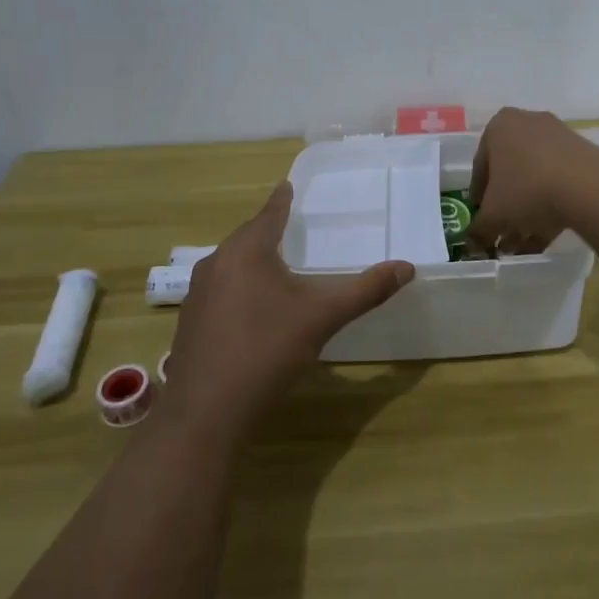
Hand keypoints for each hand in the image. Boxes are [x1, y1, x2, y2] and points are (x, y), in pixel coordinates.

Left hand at [163, 183, 413, 436]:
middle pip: (246, 238)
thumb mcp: (323, 317)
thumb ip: (365, 290)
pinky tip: (253, 309)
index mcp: (246, 251)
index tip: (287, 185)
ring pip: (230, 265)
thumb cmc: (267, 350)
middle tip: (290, 226)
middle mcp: (216, 264)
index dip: (282, 200)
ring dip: (252, 261)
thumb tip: (407, 267)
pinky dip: (240, 288)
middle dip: (267, 230)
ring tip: (276, 264)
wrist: (206, 413)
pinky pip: (220, 290)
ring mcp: (198, 295)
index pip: (269, 214)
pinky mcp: (190, 324)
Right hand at [469, 107, 598, 254]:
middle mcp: (528, 123)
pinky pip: (559, 181)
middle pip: (511, 172)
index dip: (479, 199)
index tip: (482, 221)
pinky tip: (546, 237)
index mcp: (499, 127)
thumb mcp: (493, 216)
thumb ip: (478, 229)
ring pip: (535, 179)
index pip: (481, 167)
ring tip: (525, 245)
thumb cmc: (527, 191)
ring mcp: (559, 136)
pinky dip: (551, 206)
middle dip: (506, 207)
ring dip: (528, 212)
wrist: (589, 187)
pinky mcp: (584, 153)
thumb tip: (474, 240)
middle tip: (504, 234)